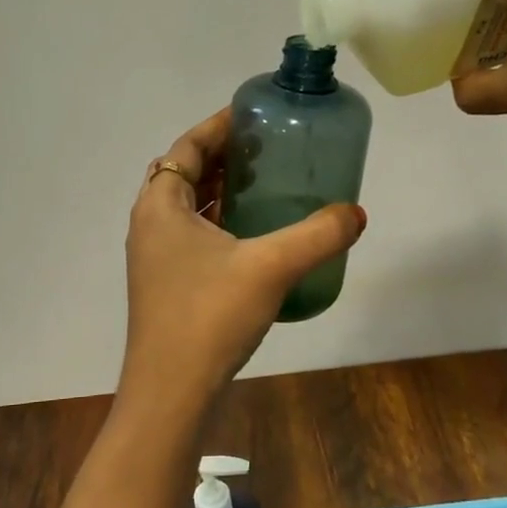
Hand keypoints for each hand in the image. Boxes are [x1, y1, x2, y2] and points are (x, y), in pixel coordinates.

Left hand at [121, 109, 365, 416]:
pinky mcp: (165, 284)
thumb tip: (356, 213)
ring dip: (219, 190)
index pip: (186, 147)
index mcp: (160, 206)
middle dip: (221, 156)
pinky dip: (218, 222)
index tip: (252, 114)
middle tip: (265, 148)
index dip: (217, 126)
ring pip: (187, 207)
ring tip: (263, 183)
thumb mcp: (270, 267)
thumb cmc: (209, 316)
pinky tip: (253, 235)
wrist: (171, 393)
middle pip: (183, 173)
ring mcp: (154, 257)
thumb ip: (317, 235)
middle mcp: (150, 224)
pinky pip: (191, 235)